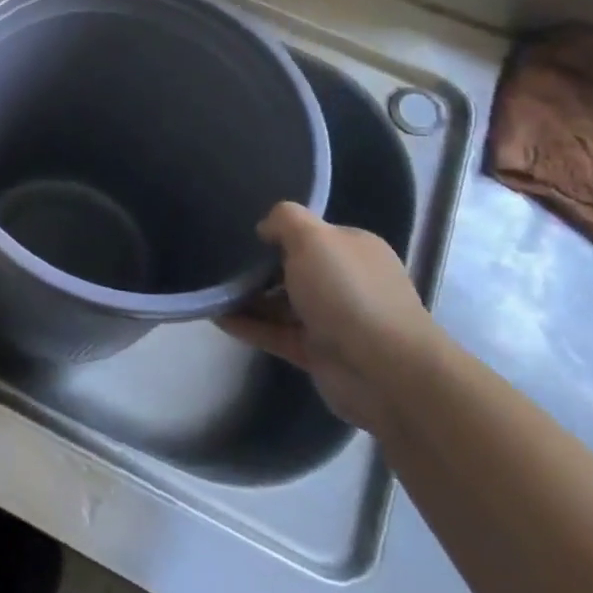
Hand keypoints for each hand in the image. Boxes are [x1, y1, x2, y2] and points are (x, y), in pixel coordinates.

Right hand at [222, 202, 444, 431]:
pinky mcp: (316, 353)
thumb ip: (285, 220)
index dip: (279, 232)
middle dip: (258, 266)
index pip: (312, 234)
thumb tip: (266, 228)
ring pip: (281, 303)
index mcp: (353, 250)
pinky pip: (274, 333)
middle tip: (218, 260)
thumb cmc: (348, 293)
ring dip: (247, 298)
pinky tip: (214, 316)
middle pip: (294, 269)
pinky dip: (247, 325)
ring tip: (207, 288)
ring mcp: (332, 320)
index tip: (242, 234)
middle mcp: (346, 282)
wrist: (385, 372)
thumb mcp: (313, 237)